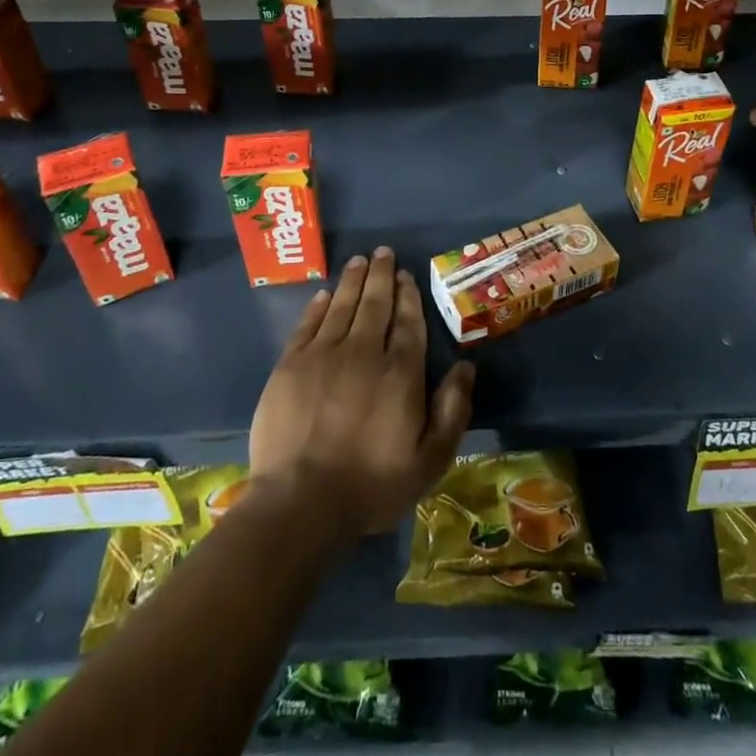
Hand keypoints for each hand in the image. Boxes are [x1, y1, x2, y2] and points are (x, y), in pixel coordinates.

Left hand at [249, 248, 473, 539]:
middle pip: (375, 304)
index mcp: (400, 373)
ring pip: (342, 306)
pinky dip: (319, 306)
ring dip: (352, 280)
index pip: (408, 322)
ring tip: (359, 261)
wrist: (300, 502)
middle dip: (381, 275)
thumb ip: (452, 411)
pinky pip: (308, 324)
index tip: (406, 275)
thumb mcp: (430, 461)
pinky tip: (325, 294)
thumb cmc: (371, 485)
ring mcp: (323, 355)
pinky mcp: (290, 366)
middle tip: (382, 252)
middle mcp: (364, 352)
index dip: (408, 295)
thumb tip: (465, 367)